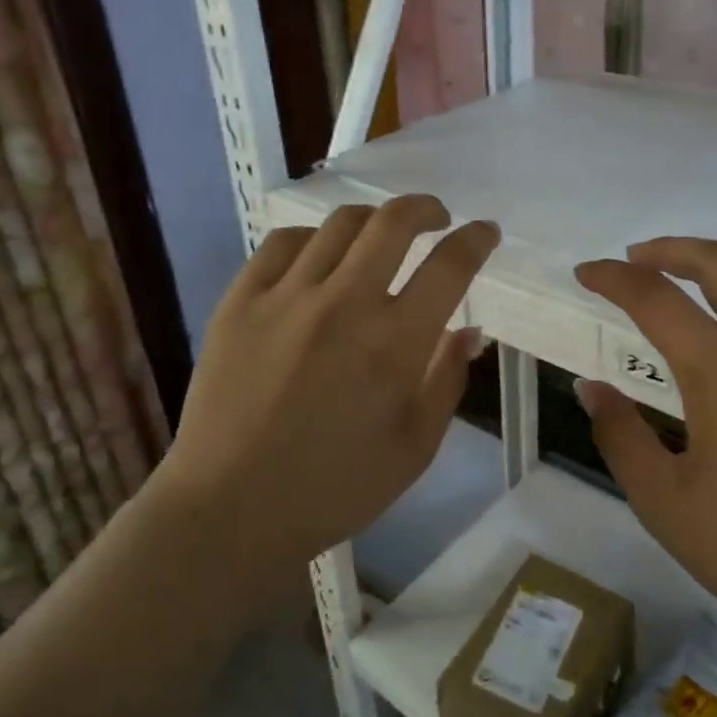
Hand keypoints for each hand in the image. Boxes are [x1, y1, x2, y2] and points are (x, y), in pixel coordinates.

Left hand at [158, 195, 497, 574]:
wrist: (232, 508)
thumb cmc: (334, 489)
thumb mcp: (414, 449)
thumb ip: (446, 380)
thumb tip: (469, 331)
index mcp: (394, 343)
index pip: (449, 266)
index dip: (475, 240)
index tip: (484, 233)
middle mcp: (344, 303)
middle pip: (393, 222)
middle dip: (426, 208)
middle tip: (435, 218)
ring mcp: (286, 296)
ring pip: (339, 224)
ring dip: (372, 220)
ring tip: (378, 237)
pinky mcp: (240, 300)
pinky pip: (282, 243)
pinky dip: (312, 239)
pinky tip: (318, 256)